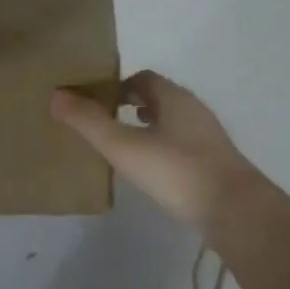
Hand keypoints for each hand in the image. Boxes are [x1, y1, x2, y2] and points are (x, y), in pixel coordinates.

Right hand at [50, 71, 261, 229]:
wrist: (233, 210)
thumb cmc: (175, 170)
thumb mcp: (123, 146)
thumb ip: (88, 122)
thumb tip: (56, 95)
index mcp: (174, 97)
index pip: (143, 78)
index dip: (117, 85)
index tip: (94, 102)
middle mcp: (194, 110)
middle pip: (158, 98)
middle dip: (130, 105)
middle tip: (103, 123)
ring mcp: (207, 138)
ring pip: (171, 123)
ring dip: (147, 127)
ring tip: (122, 146)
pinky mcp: (213, 164)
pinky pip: (180, 146)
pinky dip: (161, 149)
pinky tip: (150, 171)